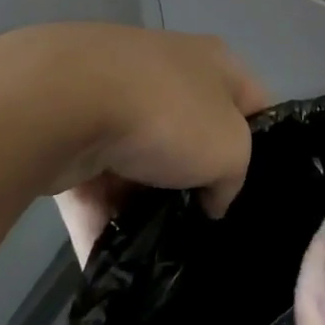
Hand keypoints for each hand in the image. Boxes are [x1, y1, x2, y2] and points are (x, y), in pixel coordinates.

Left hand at [39, 25, 269, 263]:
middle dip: (197, 181)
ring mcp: (113, 99)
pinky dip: (102, 220)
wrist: (61, 102)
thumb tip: (212, 199)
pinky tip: (111, 262)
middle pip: (194, 134)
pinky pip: (95, 185)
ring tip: (159, 252)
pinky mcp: (68, 131)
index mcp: (214, 62)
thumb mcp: (230, 149)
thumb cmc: (167, 114)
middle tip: (206, 224)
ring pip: (142, 163)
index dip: (264, 145)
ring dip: (146, 204)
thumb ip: (233, 178)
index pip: (254, 103)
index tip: (257, 190)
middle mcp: (166, 72)